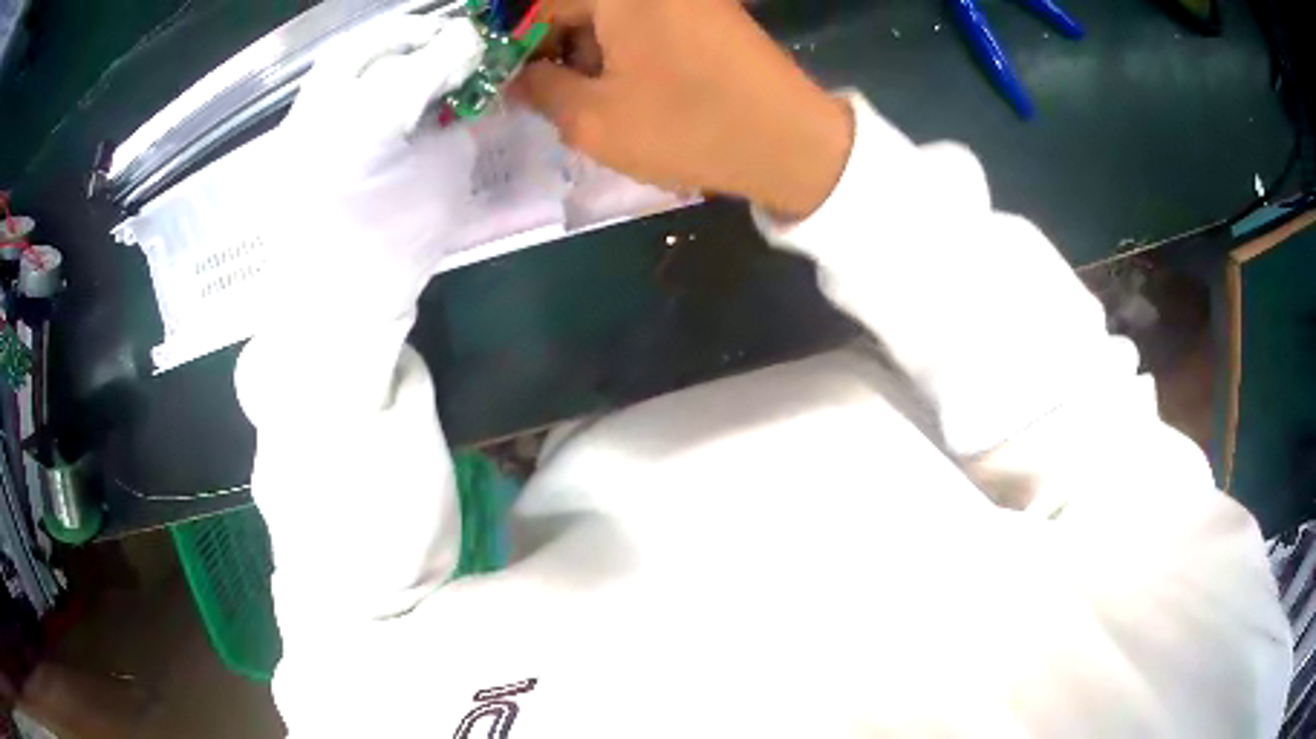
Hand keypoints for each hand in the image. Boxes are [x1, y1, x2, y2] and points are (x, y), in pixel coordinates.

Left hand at [262, 13, 484, 322]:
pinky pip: (321, 93)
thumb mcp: (444, 183)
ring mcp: (293, 131)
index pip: (421, 62)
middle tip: (441, 38)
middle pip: (367, 47)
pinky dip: (353, 79)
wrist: (330, 310)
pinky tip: (374, 94)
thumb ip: (455, 125)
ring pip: (336, 64)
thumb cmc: (394, 253)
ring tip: (407, 59)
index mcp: (367, 125)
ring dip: (377, 51)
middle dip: (410, 34)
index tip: (479, 42)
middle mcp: (320, 116)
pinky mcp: (283, 147)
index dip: (457, 46)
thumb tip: (459, 95)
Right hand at [511, 0, 852, 218]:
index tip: (511, 81)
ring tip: (589, 99)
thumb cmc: (687, 126)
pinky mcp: (710, 13)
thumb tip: (519, 76)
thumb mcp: (592, 119)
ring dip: (590, 52)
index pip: (543, 5)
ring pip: (613, 16)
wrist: (791, 143)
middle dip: (555, 47)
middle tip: (547, 95)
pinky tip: (628, 88)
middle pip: (580, 6)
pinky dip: (626, 50)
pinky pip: (647, 23)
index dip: (518, 44)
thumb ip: (540, 90)